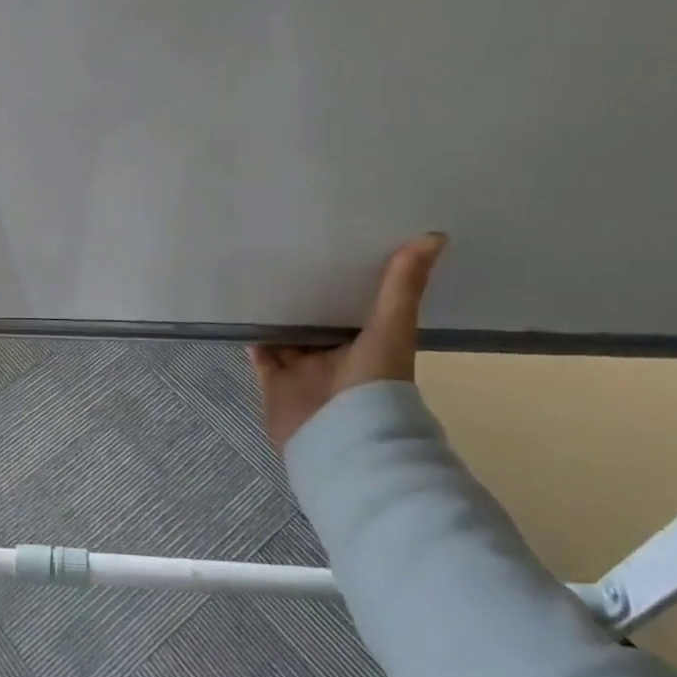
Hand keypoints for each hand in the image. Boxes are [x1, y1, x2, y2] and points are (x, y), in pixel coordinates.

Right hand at [247, 233, 446, 453]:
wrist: (343, 440)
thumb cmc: (374, 384)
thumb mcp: (391, 328)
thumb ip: (403, 286)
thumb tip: (435, 236)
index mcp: (365, 346)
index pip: (350, 307)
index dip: (341, 281)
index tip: (329, 247)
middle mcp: (334, 358)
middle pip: (314, 322)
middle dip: (302, 296)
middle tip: (283, 256)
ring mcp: (303, 373)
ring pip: (285, 337)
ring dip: (275, 314)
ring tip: (256, 277)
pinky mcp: (275, 385)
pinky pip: (261, 357)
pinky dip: (252, 338)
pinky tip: (241, 312)